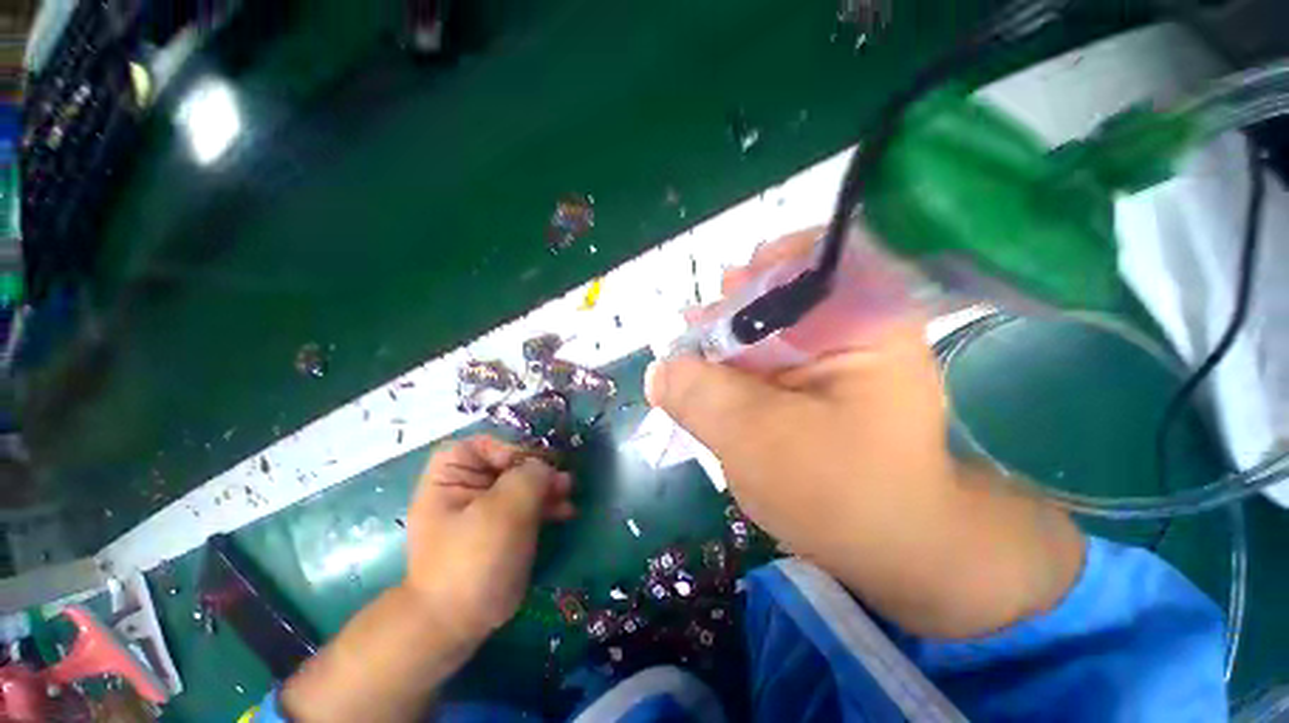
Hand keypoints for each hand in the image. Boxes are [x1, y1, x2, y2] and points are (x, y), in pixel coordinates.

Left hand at [403, 436, 574, 645]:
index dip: (510, 448)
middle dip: (537, 470)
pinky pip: (524, 507)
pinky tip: (565, 512)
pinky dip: (545, 506)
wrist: (456, 623)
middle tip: (563, 479)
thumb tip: (544, 467)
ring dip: (546, 487)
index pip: (482, 444)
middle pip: (507, 464)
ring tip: (569, 494)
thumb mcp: (503, 510)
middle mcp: (464, 488)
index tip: (534, 466)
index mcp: (449, 476)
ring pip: (520, 485)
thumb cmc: (474, 558)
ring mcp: (483, 510)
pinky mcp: (499, 530)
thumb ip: (529, 476)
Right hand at [648, 229, 1083, 637]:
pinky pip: (772, 362)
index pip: (813, 260)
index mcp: (864, 323)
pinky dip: (739, 367)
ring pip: (772, 331)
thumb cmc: (839, 492)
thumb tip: (659, 370)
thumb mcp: (756, 439)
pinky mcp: (820, 387)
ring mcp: (839, 360)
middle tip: (696, 327)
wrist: (894, 549)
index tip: (725, 288)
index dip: (761, 269)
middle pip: (784, 295)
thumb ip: (701, 397)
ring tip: (695, 353)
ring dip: (730, 340)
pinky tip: (714, 379)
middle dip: (734, 309)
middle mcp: (857, 330)